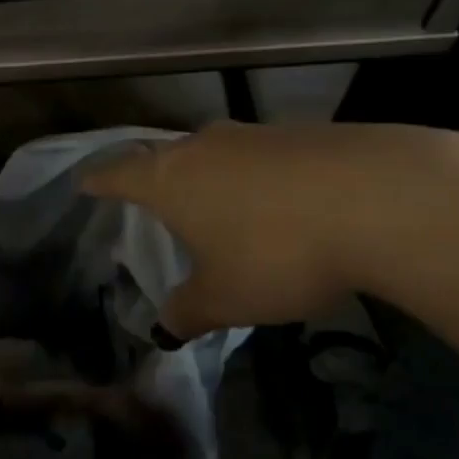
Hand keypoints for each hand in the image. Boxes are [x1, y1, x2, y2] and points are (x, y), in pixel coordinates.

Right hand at [84, 121, 458, 340]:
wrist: (373, 196)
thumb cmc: (276, 251)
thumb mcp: (226, 297)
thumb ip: (189, 311)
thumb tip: (165, 325)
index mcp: (171, 178)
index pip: (119, 174)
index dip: (100, 182)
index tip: (85, 183)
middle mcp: (205, 145)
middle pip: (167, 158)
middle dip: (158, 181)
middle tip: (157, 207)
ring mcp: (253, 134)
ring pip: (216, 155)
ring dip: (212, 181)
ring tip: (220, 212)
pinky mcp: (298, 133)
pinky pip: (259, 158)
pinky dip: (256, 181)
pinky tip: (279, 208)